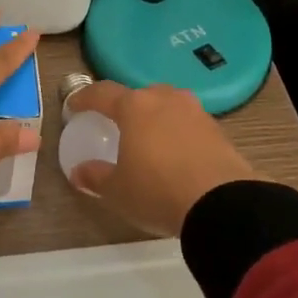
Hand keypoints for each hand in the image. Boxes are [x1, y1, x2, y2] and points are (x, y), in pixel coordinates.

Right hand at [64, 81, 269, 236]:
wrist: (222, 204)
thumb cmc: (158, 191)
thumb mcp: (118, 190)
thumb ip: (96, 177)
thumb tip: (79, 172)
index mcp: (135, 107)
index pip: (103, 93)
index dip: (85, 98)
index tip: (74, 106)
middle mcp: (165, 100)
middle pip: (139, 95)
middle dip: (125, 106)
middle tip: (116, 123)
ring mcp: (195, 112)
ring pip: (167, 106)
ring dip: (155, 117)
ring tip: (148, 138)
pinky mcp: (218, 130)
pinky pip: (188, 124)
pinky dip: (177, 133)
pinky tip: (175, 154)